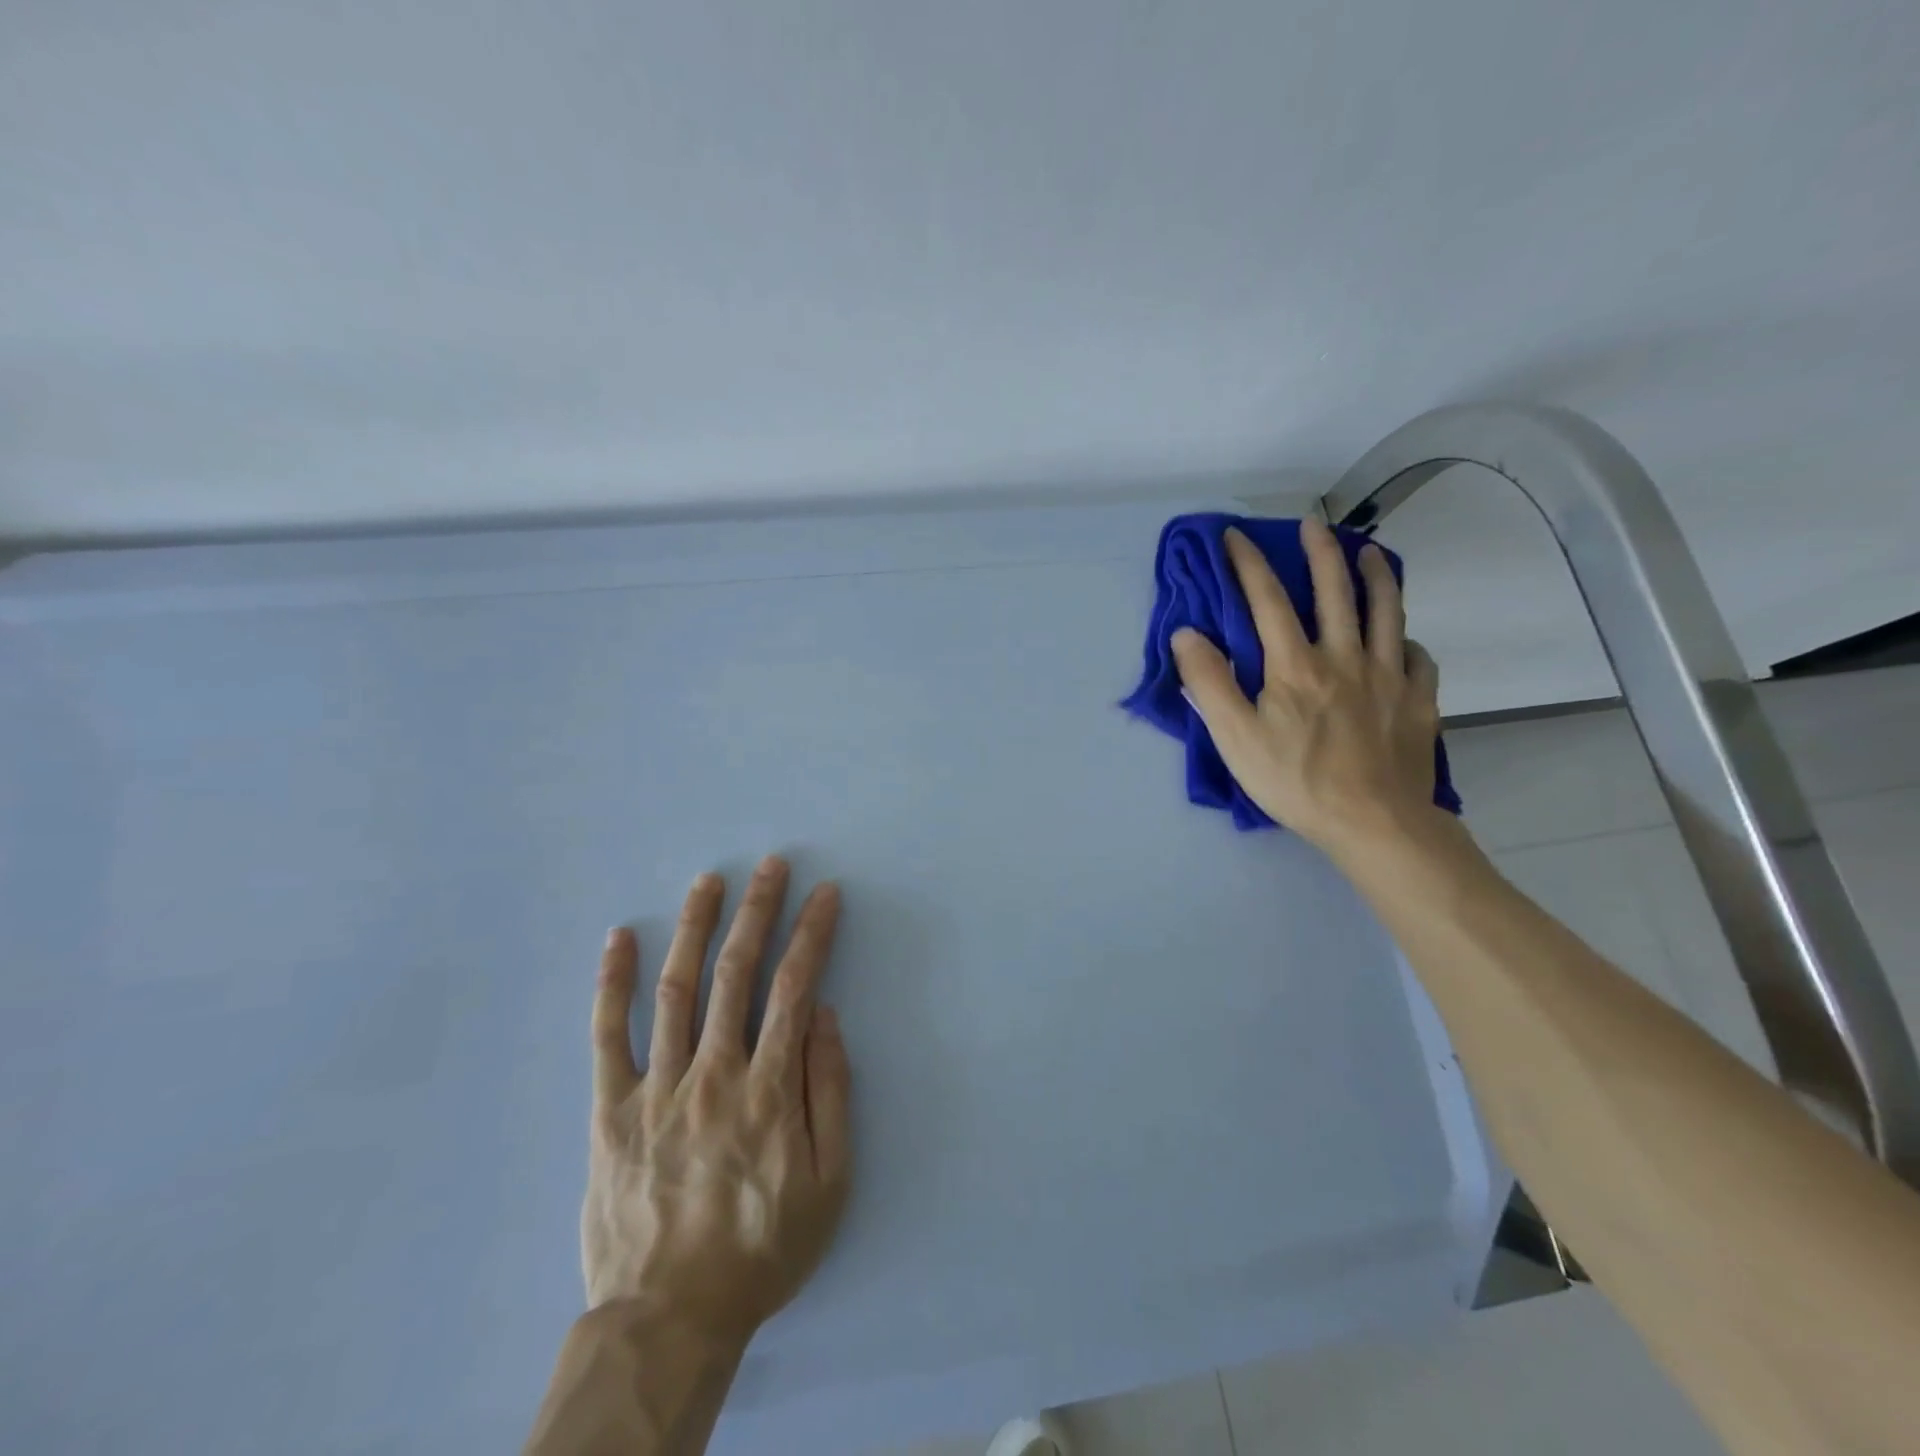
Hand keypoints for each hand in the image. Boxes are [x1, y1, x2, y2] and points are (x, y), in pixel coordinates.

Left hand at [583, 855, 851, 1348]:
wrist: (669, 1319)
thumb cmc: (762, 1249)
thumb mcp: (830, 1181)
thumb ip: (829, 1091)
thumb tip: (822, 1014)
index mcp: (768, 1087)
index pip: (794, 987)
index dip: (812, 933)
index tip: (825, 893)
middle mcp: (713, 1072)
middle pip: (736, 972)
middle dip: (758, 910)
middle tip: (771, 865)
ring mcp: (656, 1087)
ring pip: (676, 988)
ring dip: (695, 927)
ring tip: (709, 881)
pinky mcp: (610, 1109)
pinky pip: (607, 1036)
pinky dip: (612, 983)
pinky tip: (619, 938)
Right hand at [1171, 519, 1442, 856]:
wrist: (1374, 823)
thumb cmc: (1295, 781)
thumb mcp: (1234, 737)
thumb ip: (1209, 682)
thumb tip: (1188, 633)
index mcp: (1295, 665)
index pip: (1268, 601)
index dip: (1248, 564)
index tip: (1234, 535)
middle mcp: (1345, 658)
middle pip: (1335, 592)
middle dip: (1320, 552)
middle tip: (1313, 524)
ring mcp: (1389, 677)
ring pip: (1387, 612)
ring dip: (1377, 576)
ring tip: (1371, 552)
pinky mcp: (1419, 702)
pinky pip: (1418, 658)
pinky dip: (1408, 641)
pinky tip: (1402, 640)